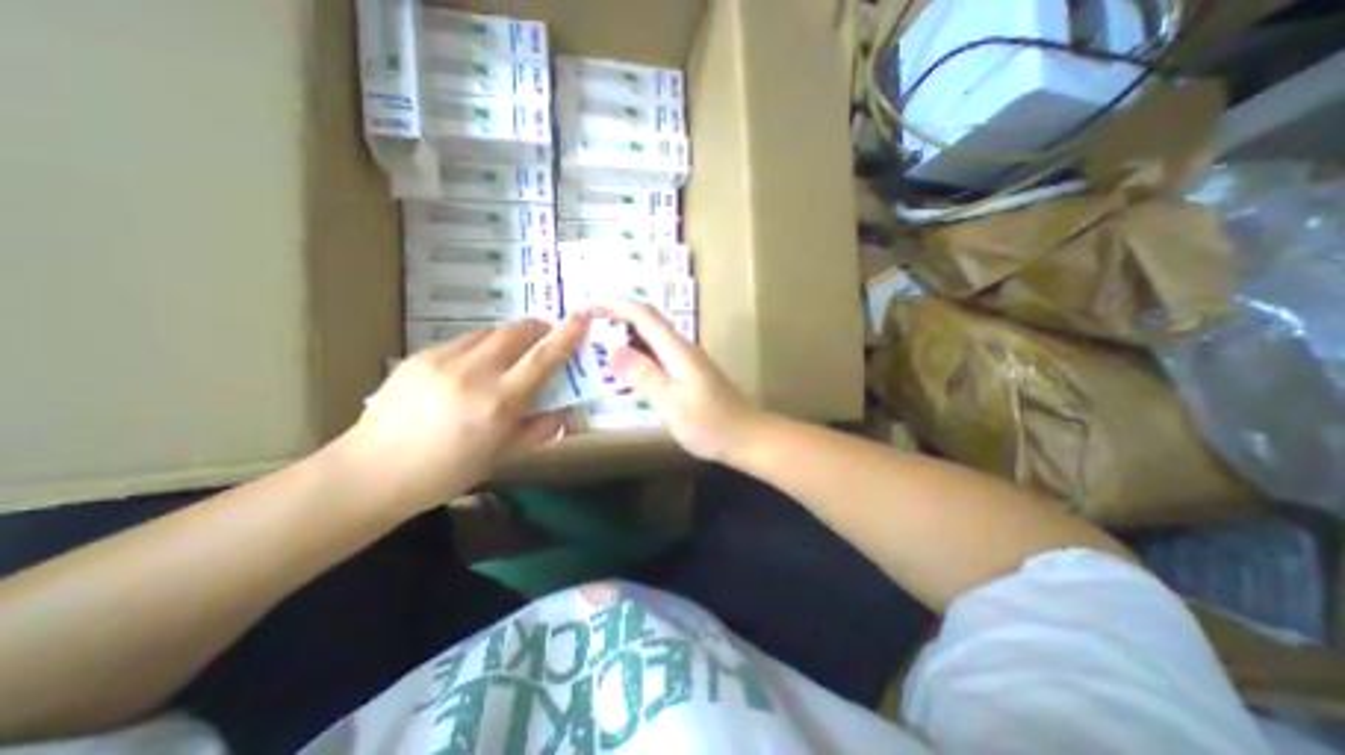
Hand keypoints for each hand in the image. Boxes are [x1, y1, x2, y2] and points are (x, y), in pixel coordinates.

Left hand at [330, 317, 589, 509]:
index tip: (582, 317)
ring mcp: (443, 360)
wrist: (372, 471)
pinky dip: (482, 347)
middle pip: (517, 332)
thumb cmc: (446, 472)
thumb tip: (563, 411)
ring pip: (490, 333)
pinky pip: (465, 341)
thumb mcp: (503, 456)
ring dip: (510, 338)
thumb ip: (540, 430)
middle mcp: (474, 373)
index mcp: (499, 402)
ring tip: (509, 358)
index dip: (567, 335)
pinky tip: (473, 369)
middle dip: (539, 329)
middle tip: (546, 340)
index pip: (543, 359)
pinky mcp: (421, 356)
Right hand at [600, 300, 767, 460]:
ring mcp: (685, 361)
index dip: (614, 304)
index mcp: (677, 350)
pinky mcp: (687, 374)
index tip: (586, 306)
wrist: (747, 437)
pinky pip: (655, 355)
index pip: (643, 315)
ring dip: (623, 336)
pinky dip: (635, 355)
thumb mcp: (673, 404)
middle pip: (646, 322)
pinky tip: (623, 369)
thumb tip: (612, 350)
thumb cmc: (711, 424)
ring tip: (595, 345)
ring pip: (650, 339)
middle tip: (583, 327)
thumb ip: (644, 376)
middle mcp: (681, 348)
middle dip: (614, 317)